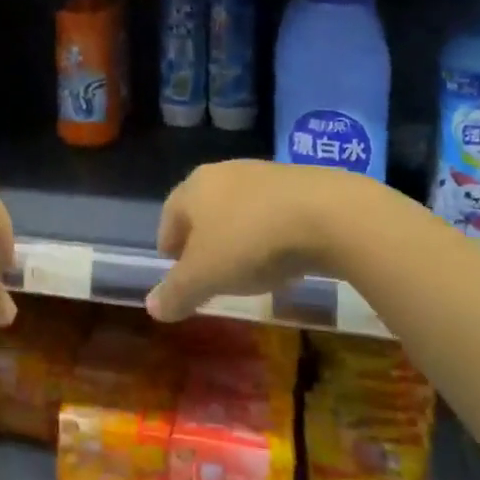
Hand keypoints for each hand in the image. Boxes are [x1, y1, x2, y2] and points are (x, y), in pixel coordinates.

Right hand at [145, 159, 347, 321]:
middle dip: (202, 239)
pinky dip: (270, 232)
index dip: (169, 245)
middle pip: (203, 208)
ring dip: (238, 235)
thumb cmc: (251, 242)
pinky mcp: (299, 181)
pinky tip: (283, 256)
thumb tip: (151, 307)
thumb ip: (177, 292)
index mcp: (193, 188)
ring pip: (239, 207)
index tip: (175, 270)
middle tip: (209, 271)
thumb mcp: (207, 276)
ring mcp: (263, 173)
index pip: (169, 216)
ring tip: (248, 267)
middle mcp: (223, 172)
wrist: (328, 213)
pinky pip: (272, 210)